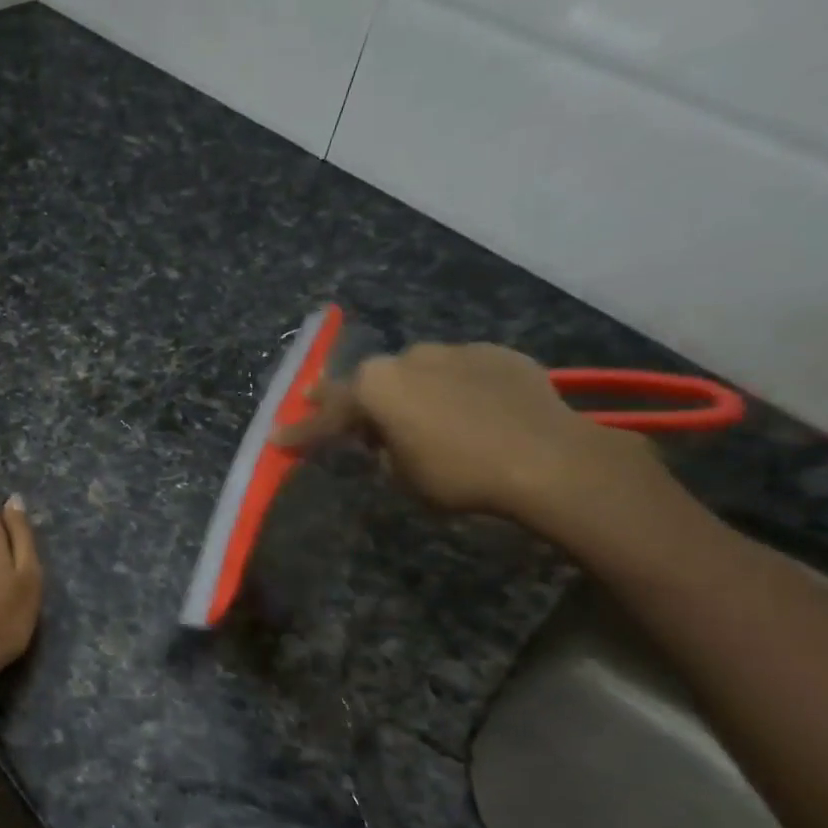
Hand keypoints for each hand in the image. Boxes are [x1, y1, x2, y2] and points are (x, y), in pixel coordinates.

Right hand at [272, 342, 664, 524]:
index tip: (279, 438)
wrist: (548, 459)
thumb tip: (385, 440)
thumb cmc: (459, 474)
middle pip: (369, 382)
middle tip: (330, 408)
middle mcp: (407, 358)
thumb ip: (381, 451)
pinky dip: (453, 389)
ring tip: (417, 414)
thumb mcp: (402, 476)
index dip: (302, 432)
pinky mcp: (497, 355)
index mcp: (375, 387)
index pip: (326, 415)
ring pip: (417, 372)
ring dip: (409, 391)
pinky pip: (460, 372)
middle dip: (350, 399)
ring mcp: (455, 351)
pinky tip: (468, 410)